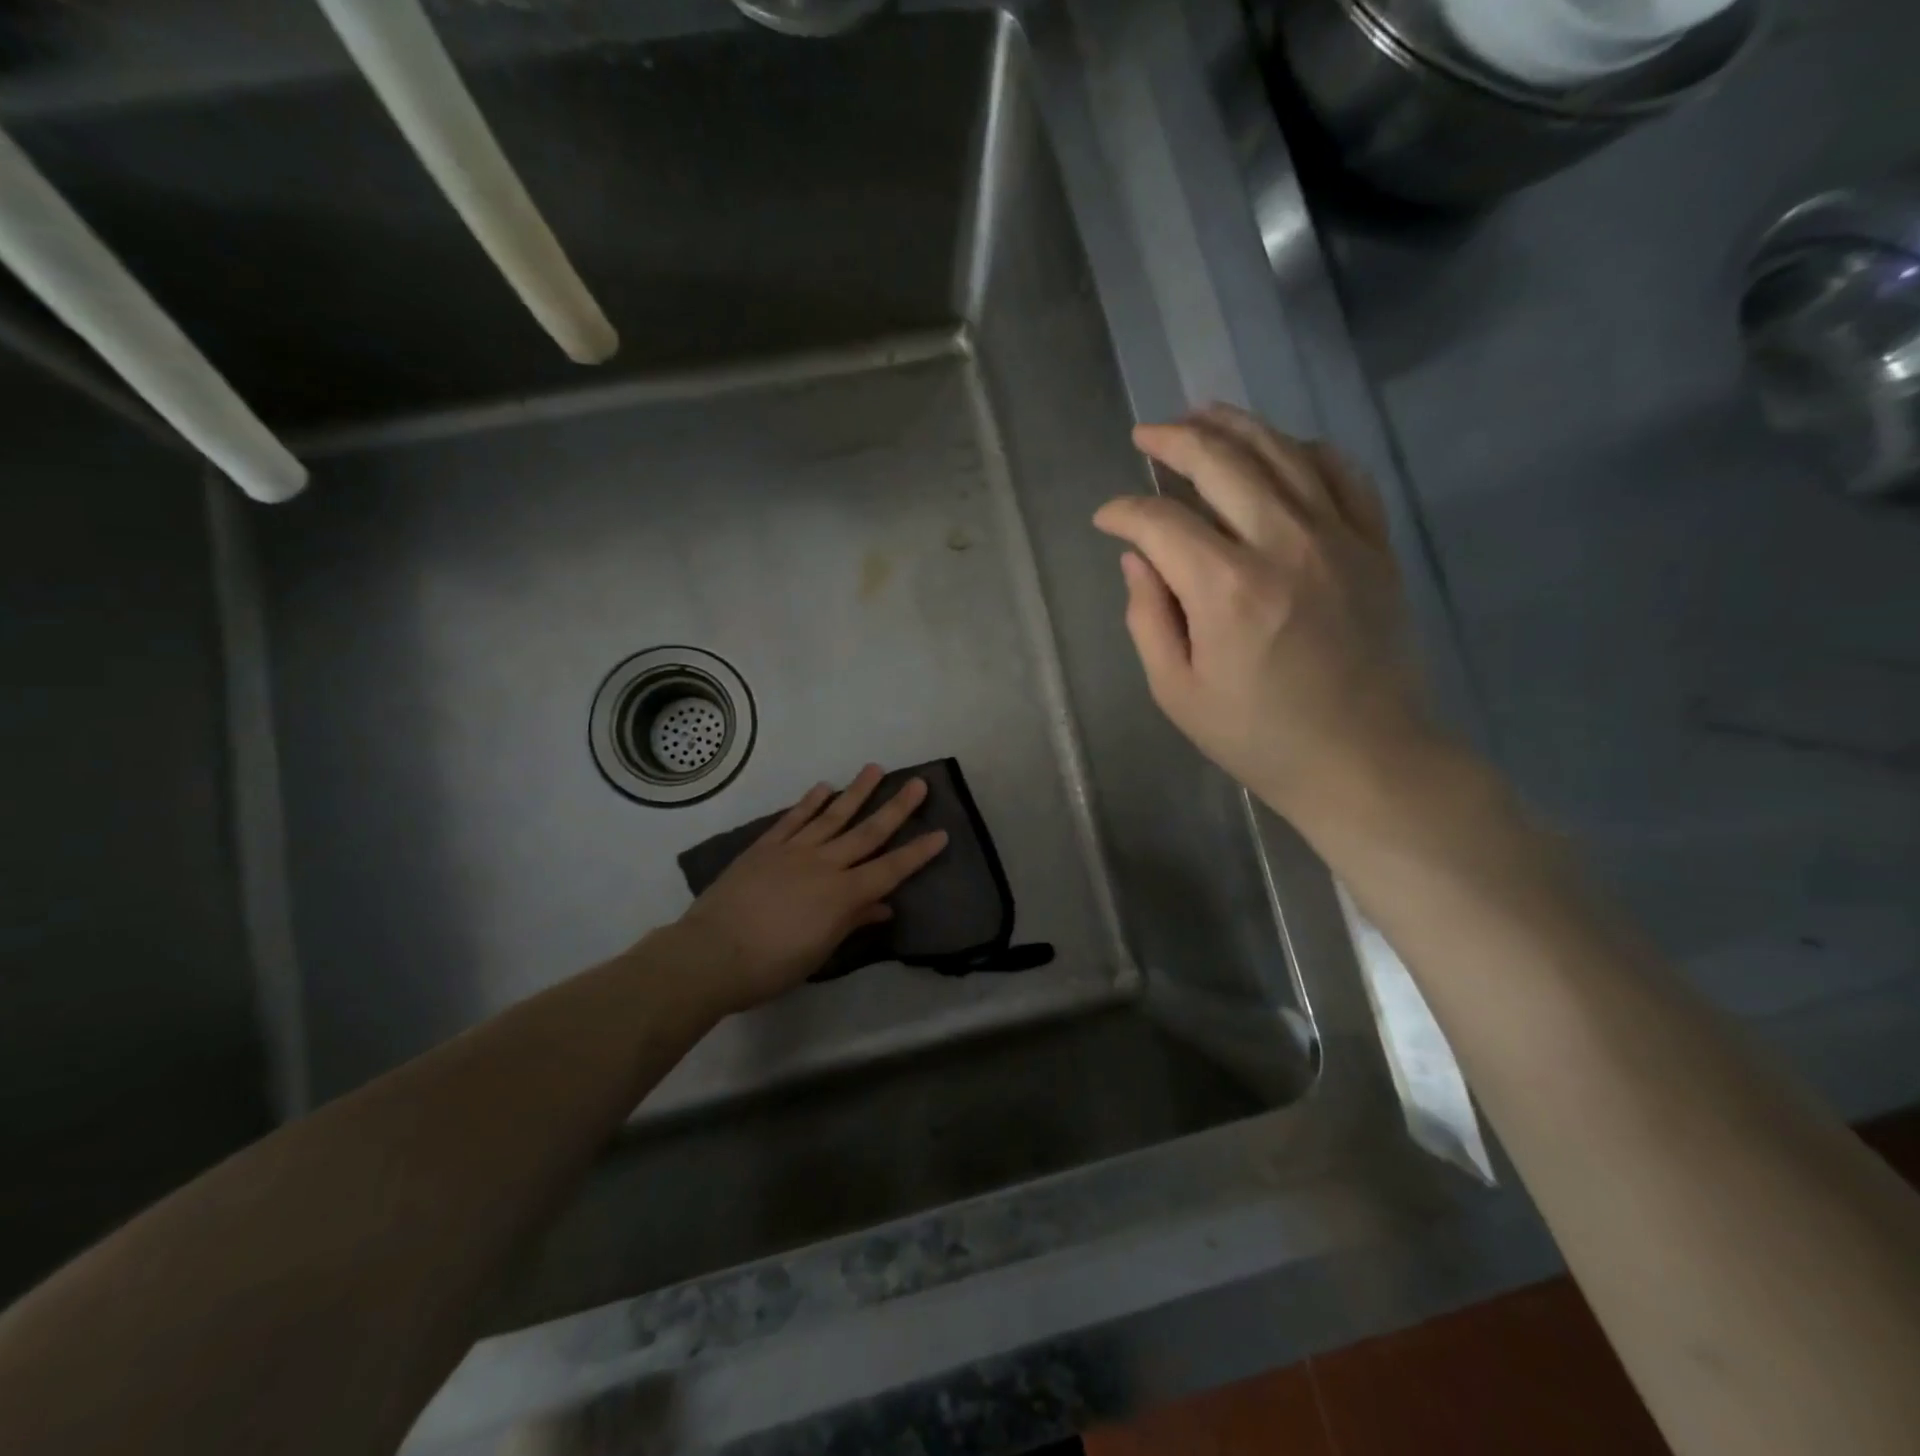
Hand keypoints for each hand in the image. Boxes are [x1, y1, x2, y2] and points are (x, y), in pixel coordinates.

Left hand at [673, 765, 948, 1013]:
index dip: (917, 853)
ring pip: (832, 816)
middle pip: (867, 832)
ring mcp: (793, 851)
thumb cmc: (771, 966)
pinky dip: (809, 802)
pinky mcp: (765, 847)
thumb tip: (883, 906)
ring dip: (856, 792)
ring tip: (875, 769)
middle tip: (918, 783)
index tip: (941, 833)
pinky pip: (792, 819)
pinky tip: (823, 787)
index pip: (890, 870)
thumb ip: (852, 922)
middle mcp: (824, 864)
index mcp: (842, 895)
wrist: (710, 954)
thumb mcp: (820, 952)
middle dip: (896, 808)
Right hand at [1093, 404, 1440, 829]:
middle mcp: (1283, 543)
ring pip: (1282, 452)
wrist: (1366, 761)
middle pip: (1222, 462)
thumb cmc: (1260, 738)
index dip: (1123, 512)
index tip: (1106, 520)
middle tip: (1145, 434)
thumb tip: (1137, 559)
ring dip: (1235, 425)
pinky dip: (1306, 449)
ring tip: (1201, 413)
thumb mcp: (1178, 692)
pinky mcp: (1374, 546)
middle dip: (1173, 440)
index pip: (1160, 521)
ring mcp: (1338, 538)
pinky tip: (1281, 447)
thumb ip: (1148, 618)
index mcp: (1227, 588)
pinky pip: (1342, 473)